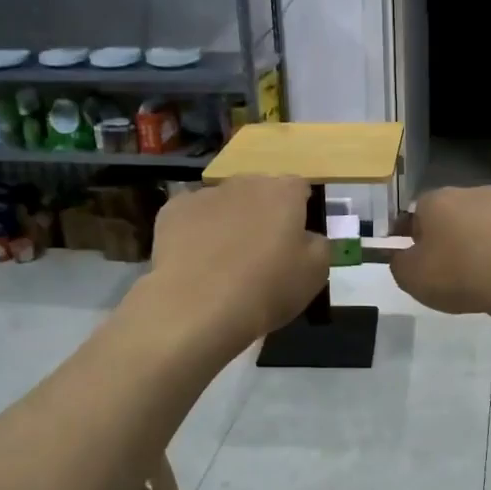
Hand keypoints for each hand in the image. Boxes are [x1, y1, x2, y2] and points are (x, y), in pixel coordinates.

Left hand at [146, 176, 329, 349]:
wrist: (198, 306)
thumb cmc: (267, 288)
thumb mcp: (315, 274)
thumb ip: (318, 245)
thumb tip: (307, 236)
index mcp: (283, 192)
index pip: (299, 188)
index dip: (300, 211)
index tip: (295, 239)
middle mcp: (244, 183)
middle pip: (259, 191)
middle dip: (262, 213)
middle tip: (261, 251)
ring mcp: (205, 194)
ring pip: (224, 202)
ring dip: (229, 220)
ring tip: (224, 260)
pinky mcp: (172, 211)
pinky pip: (191, 216)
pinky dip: (196, 231)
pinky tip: (195, 260)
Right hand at [391, 185, 490, 315]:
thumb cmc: (458, 273)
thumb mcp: (411, 278)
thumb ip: (400, 264)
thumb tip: (403, 258)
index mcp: (436, 201)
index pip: (416, 212)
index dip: (412, 235)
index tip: (414, 258)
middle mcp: (472, 193)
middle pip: (454, 213)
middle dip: (450, 236)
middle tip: (449, 268)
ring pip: (487, 223)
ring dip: (482, 242)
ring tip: (484, 275)